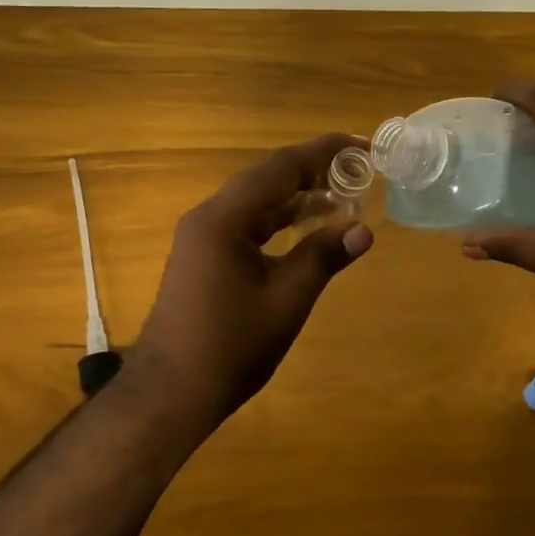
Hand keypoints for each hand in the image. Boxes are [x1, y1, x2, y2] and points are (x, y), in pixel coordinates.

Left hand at [127, 134, 373, 422]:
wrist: (171, 391)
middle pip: (266, 178)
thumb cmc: (231, 346)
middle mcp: (209, 216)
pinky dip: (278, 219)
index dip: (323, 152)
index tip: (360, 144)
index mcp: (225, 218)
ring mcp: (202, 235)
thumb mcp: (286, 300)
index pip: (280, 168)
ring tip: (341, 193)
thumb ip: (323, 257)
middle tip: (357, 169)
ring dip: (296, 195)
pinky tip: (305, 224)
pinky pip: (246, 222)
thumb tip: (363, 229)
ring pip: (256, 201)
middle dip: (312, 170)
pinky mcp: (203, 255)